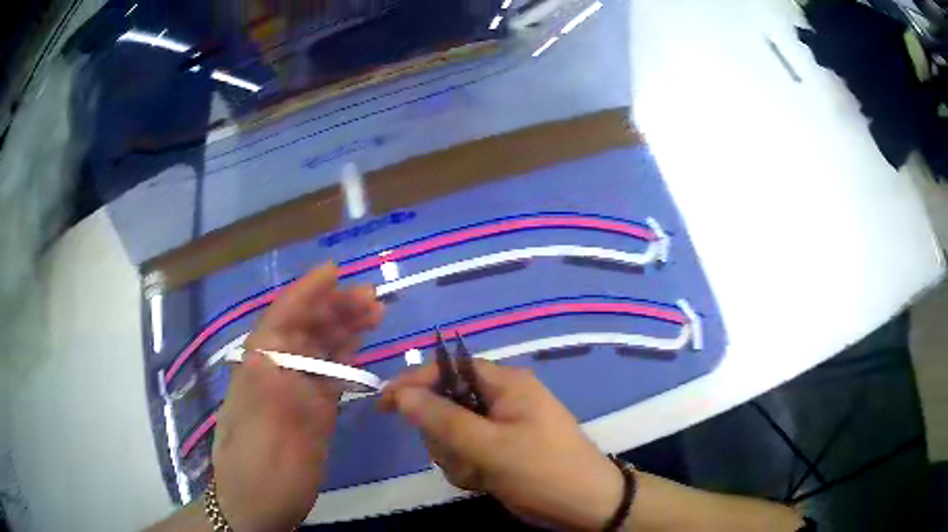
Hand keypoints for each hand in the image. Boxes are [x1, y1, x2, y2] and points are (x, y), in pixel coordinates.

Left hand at [212, 263, 383, 530]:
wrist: (255, 505)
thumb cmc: (261, 467)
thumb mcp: (270, 428)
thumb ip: (288, 388)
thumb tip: (306, 358)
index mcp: (260, 365)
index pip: (283, 317)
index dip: (307, 292)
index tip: (335, 272)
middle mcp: (275, 370)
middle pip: (304, 329)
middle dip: (334, 308)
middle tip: (372, 299)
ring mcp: (292, 392)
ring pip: (318, 350)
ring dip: (342, 329)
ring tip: (373, 315)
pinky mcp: (308, 411)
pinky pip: (326, 376)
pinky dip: (342, 359)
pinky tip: (357, 348)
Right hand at [379, 362, 623, 529]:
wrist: (585, 505)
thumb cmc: (542, 470)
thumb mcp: (489, 446)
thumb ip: (442, 419)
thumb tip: (401, 393)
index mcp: (505, 384)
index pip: (448, 368)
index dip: (415, 382)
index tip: (385, 405)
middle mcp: (502, 399)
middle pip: (446, 404)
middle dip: (443, 435)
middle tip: (458, 455)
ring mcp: (501, 427)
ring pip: (452, 434)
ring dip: (455, 457)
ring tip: (477, 474)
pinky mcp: (500, 451)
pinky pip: (465, 453)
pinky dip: (467, 469)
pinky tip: (483, 483)